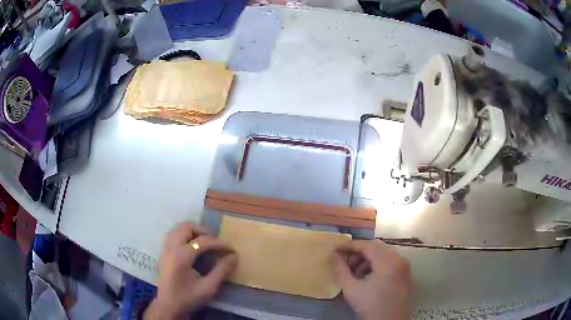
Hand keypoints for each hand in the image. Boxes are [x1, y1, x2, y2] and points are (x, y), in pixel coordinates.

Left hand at [144, 222, 237, 319]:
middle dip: (203, 231)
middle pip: (187, 227)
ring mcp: (165, 249)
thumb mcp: (208, 287)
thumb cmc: (188, 298)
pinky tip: (192, 246)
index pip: (203, 241)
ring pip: (178, 228)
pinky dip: (184, 235)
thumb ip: (221, 271)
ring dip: (193, 231)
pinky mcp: (163, 252)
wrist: (168, 306)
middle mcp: (171, 248)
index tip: (231, 249)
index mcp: (182, 257)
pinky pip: (173, 235)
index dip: (219, 243)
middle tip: (215, 242)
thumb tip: (234, 257)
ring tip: (205, 242)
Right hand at [333, 240, 411, 319]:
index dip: (350, 246)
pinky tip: (366, 277)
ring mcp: (404, 267)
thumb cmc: (369, 306)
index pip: (367, 245)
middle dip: (358, 253)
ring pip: (383, 255)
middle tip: (344, 262)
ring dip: (367, 260)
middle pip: (376, 248)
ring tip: (354, 272)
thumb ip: (341, 269)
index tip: (335, 250)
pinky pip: (389, 262)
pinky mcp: (405, 274)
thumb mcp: (351, 288)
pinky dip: (376, 265)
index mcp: (389, 261)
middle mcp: (400, 259)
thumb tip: (333, 254)